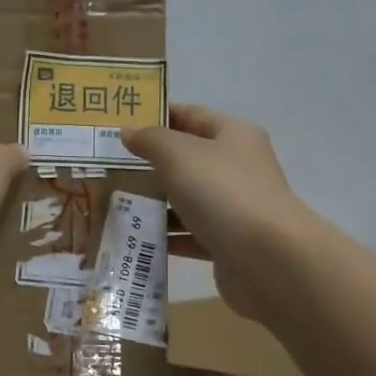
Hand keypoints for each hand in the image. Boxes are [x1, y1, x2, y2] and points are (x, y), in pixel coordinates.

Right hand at [123, 105, 314, 317]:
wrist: (268, 259)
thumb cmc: (223, 193)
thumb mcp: (179, 155)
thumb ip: (151, 140)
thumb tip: (129, 131)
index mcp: (233, 136)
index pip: (191, 115)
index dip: (157, 116)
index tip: (120, 124)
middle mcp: (237, 168)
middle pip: (187, 160)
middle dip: (150, 164)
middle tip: (108, 168)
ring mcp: (234, 208)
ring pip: (187, 199)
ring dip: (154, 203)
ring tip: (114, 205)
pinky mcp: (228, 243)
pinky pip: (190, 235)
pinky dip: (167, 236)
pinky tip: (136, 239)